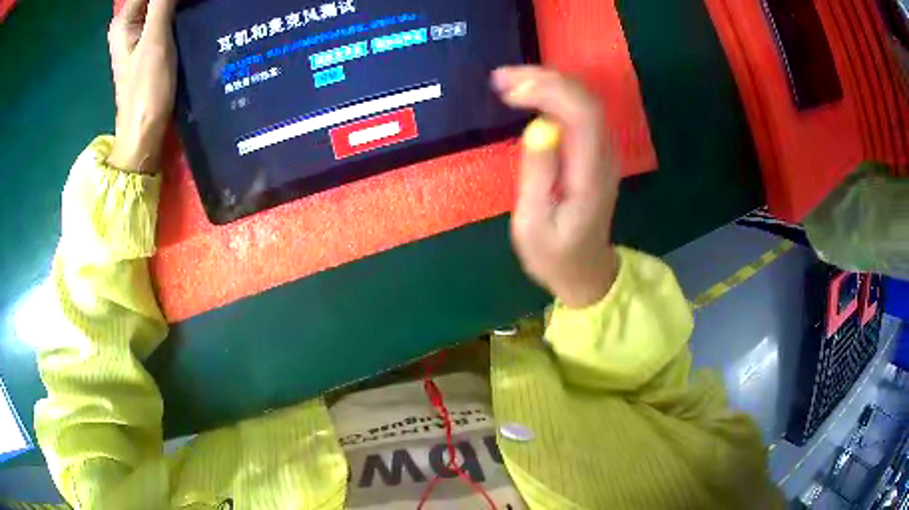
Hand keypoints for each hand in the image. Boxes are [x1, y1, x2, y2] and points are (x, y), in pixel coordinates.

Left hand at [107, 0, 178, 172]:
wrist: (144, 134)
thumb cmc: (146, 91)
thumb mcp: (154, 42)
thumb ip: (162, 4)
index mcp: (124, 21)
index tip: (185, 0)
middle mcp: (129, 23)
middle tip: (193, 3)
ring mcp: (140, 32)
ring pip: (161, 2)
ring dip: (178, 3)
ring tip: (195, 5)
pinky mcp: (151, 41)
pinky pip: (167, 12)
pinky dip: (180, 8)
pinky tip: (192, 10)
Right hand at [493, 66, 619, 308]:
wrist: (587, 271)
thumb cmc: (555, 256)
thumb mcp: (532, 226)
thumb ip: (537, 177)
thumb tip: (537, 128)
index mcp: (591, 174)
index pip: (582, 113)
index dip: (547, 90)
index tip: (508, 91)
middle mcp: (604, 155)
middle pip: (584, 98)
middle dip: (543, 78)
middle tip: (501, 78)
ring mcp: (603, 151)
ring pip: (583, 99)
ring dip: (547, 82)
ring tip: (507, 81)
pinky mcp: (595, 151)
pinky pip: (578, 110)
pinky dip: (552, 94)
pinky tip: (527, 94)